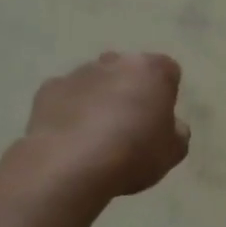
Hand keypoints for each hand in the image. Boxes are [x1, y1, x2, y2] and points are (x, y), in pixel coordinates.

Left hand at [21, 52, 189, 196]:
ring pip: (95, 81)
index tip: (159, 120)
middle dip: (130, 90)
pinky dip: (69, 110)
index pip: (168, 71)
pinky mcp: (48, 89)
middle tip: (129, 126)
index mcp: (152, 70)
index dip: (166, 95)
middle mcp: (116, 61)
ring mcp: (79, 73)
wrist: (69, 165)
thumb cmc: (133, 153)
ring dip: (98, 99)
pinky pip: (65, 96)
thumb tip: (172, 127)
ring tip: (95, 137)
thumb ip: (177, 133)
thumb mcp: (172, 152)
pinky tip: (69, 138)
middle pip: (128, 71)